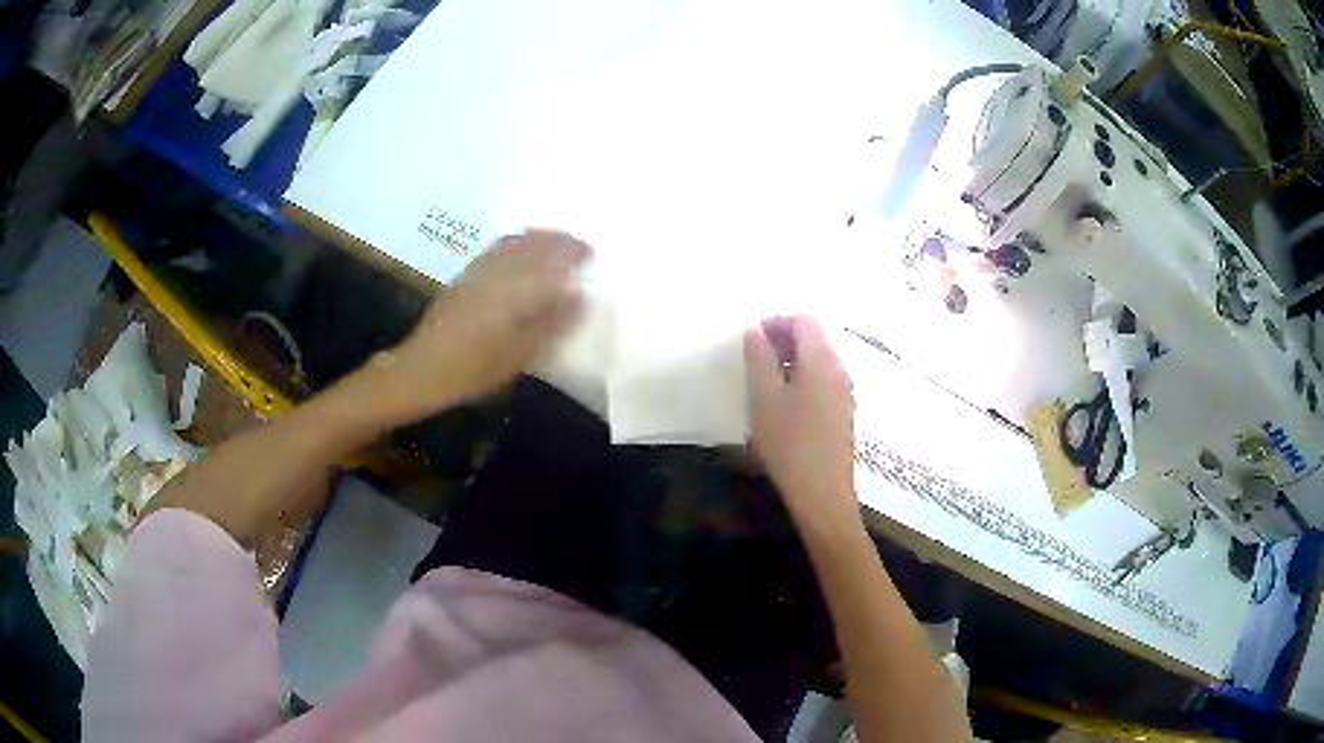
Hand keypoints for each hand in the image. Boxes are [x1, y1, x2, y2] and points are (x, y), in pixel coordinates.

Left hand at [391, 229, 589, 410]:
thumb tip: (580, 296)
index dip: (574, 252)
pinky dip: (515, 243)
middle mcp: (499, 270)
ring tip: (554, 242)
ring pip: (515, 242)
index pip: (554, 259)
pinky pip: (496, 249)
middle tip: (578, 246)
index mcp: (516, 288)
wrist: (423, 368)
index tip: (592, 253)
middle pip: (535, 244)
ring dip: (538, 238)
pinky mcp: (465, 276)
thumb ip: (551, 322)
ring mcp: (479, 270)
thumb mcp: (520, 354)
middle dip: (559, 240)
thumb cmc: (474, 368)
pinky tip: (519, 251)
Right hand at [744, 315, 857, 527]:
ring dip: (790, 363)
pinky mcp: (843, 412)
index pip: (803, 320)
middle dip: (782, 342)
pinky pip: (823, 382)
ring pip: (817, 361)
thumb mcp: (764, 398)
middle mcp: (839, 369)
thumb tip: (755, 331)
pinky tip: (784, 409)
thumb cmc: (789, 443)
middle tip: (754, 364)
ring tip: (765, 387)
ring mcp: (845, 392)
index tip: (751, 343)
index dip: (775, 323)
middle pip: (813, 338)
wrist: (822, 493)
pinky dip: (802, 381)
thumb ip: (759, 358)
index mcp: (821, 360)